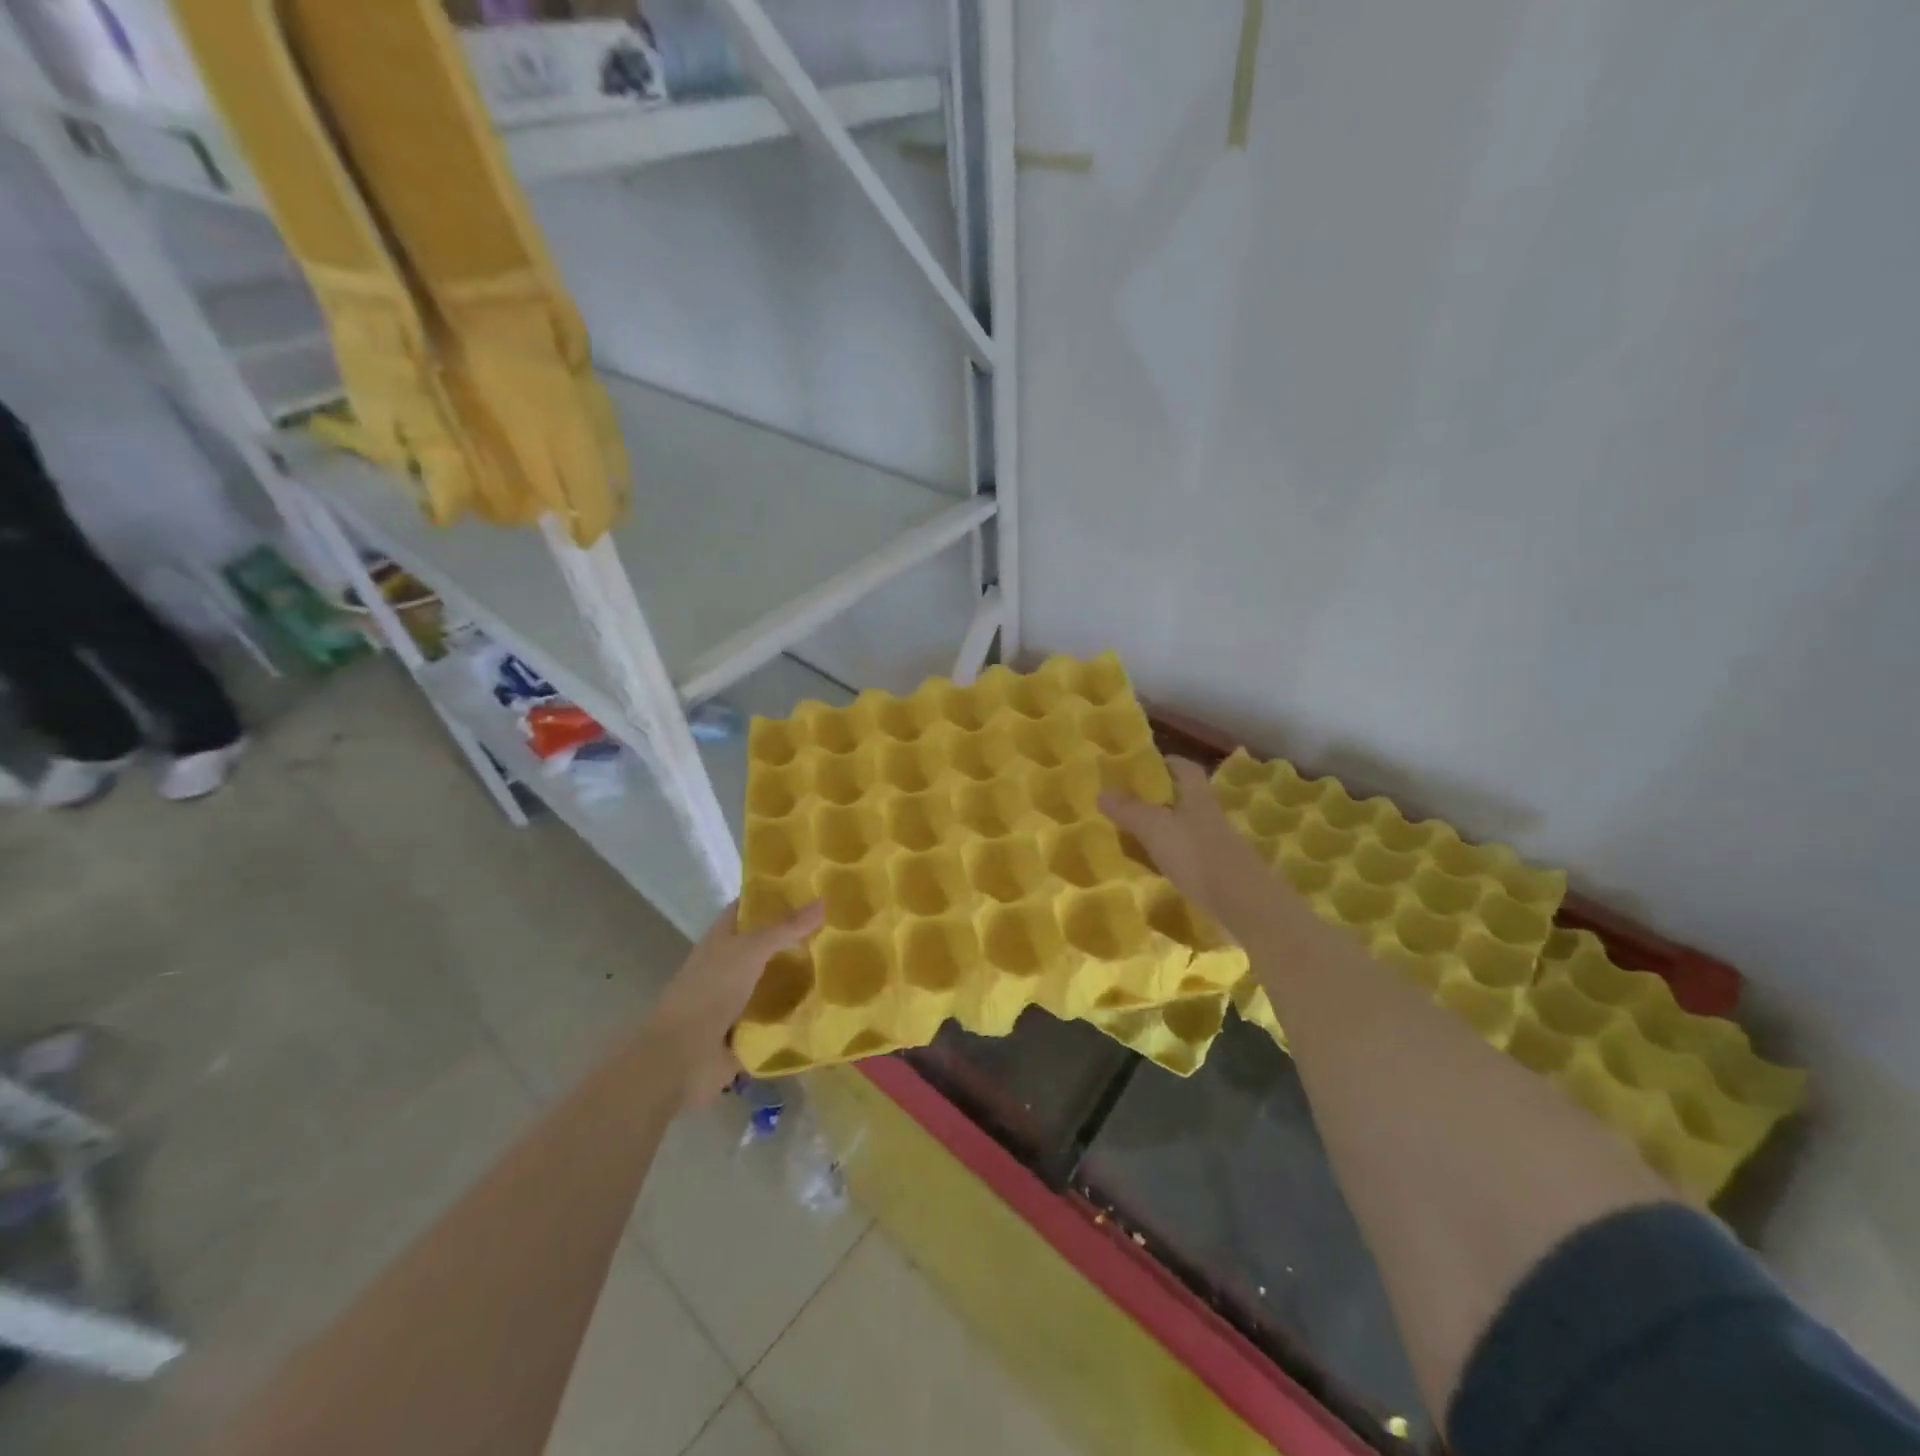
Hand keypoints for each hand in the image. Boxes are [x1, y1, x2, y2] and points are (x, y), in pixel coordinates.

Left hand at [642, 899, 824, 1108]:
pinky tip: (832, 1004)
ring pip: (777, 980)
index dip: (776, 895)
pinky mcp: (750, 1030)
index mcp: (723, 939)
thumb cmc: (710, 991)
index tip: (813, 887)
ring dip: (803, 976)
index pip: (750, 908)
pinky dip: (800, 1012)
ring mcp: (739, 999)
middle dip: (799, 937)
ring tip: (845, 963)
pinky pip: (781, 1015)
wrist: (681, 1058)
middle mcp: (730, 965)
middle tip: (841, 926)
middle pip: (768, 944)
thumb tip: (824, 900)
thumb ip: (786, 927)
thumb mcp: (750, 950)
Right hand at [1100, 757, 1279, 938]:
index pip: (1184, 768)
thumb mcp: (1156, 829)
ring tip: (1135, 837)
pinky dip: (1173, 857)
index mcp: (1198, 797)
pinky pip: (1191, 856)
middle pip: (1186, 798)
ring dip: (1165, 830)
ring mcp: (1218, 846)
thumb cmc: (1199, 857)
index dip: (1166, 763)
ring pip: (1187, 828)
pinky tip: (1156, 869)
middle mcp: (1210, 816)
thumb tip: (1101, 792)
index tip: (1142, 767)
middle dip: (1160, 798)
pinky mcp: (1220, 873)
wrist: (1246, 905)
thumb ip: (1129, 810)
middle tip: (1129, 804)